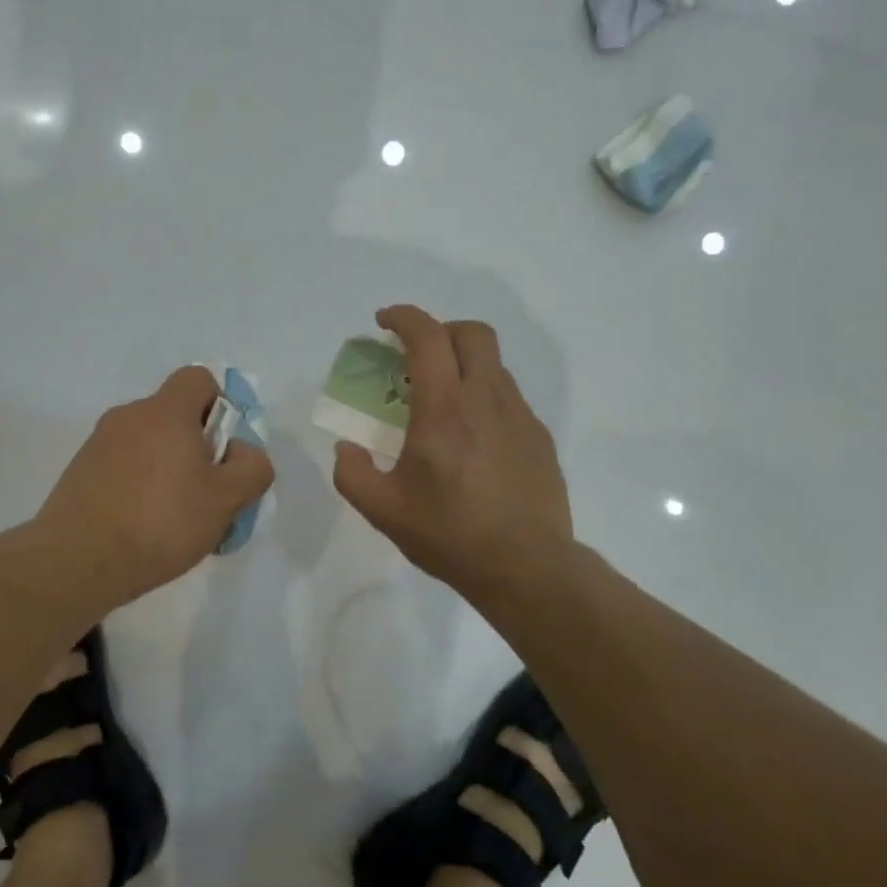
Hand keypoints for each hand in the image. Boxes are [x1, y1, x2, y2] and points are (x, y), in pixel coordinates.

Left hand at [37, 366, 274, 605]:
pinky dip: (138, 484)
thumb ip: (251, 467)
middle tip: (206, 492)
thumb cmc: (161, 521)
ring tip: (174, 518)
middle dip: (197, 446)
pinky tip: (142, 526)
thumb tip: (242, 452)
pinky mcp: (80, 470)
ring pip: (149, 443)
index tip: (223, 448)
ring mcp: (99, 442)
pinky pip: (123, 465)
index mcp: (166, 411)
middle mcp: (130, 415)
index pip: (198, 378)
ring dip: (167, 468)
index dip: (220, 405)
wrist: (77, 560)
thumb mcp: (226, 500)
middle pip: (175, 415)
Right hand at [333, 306, 572, 593]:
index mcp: (444, 408)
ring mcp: (519, 416)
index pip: (427, 336)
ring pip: (493, 364)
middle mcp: (485, 399)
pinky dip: (484, 397)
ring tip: (442, 402)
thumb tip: (347, 448)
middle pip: (472, 333)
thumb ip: (352, 473)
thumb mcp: (383, 510)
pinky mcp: (538, 436)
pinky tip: (472, 438)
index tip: (383, 322)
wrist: (527, 569)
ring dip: (464, 364)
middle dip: (441, 330)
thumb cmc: (450, 535)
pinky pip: (508, 397)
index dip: (403, 317)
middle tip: (417, 356)